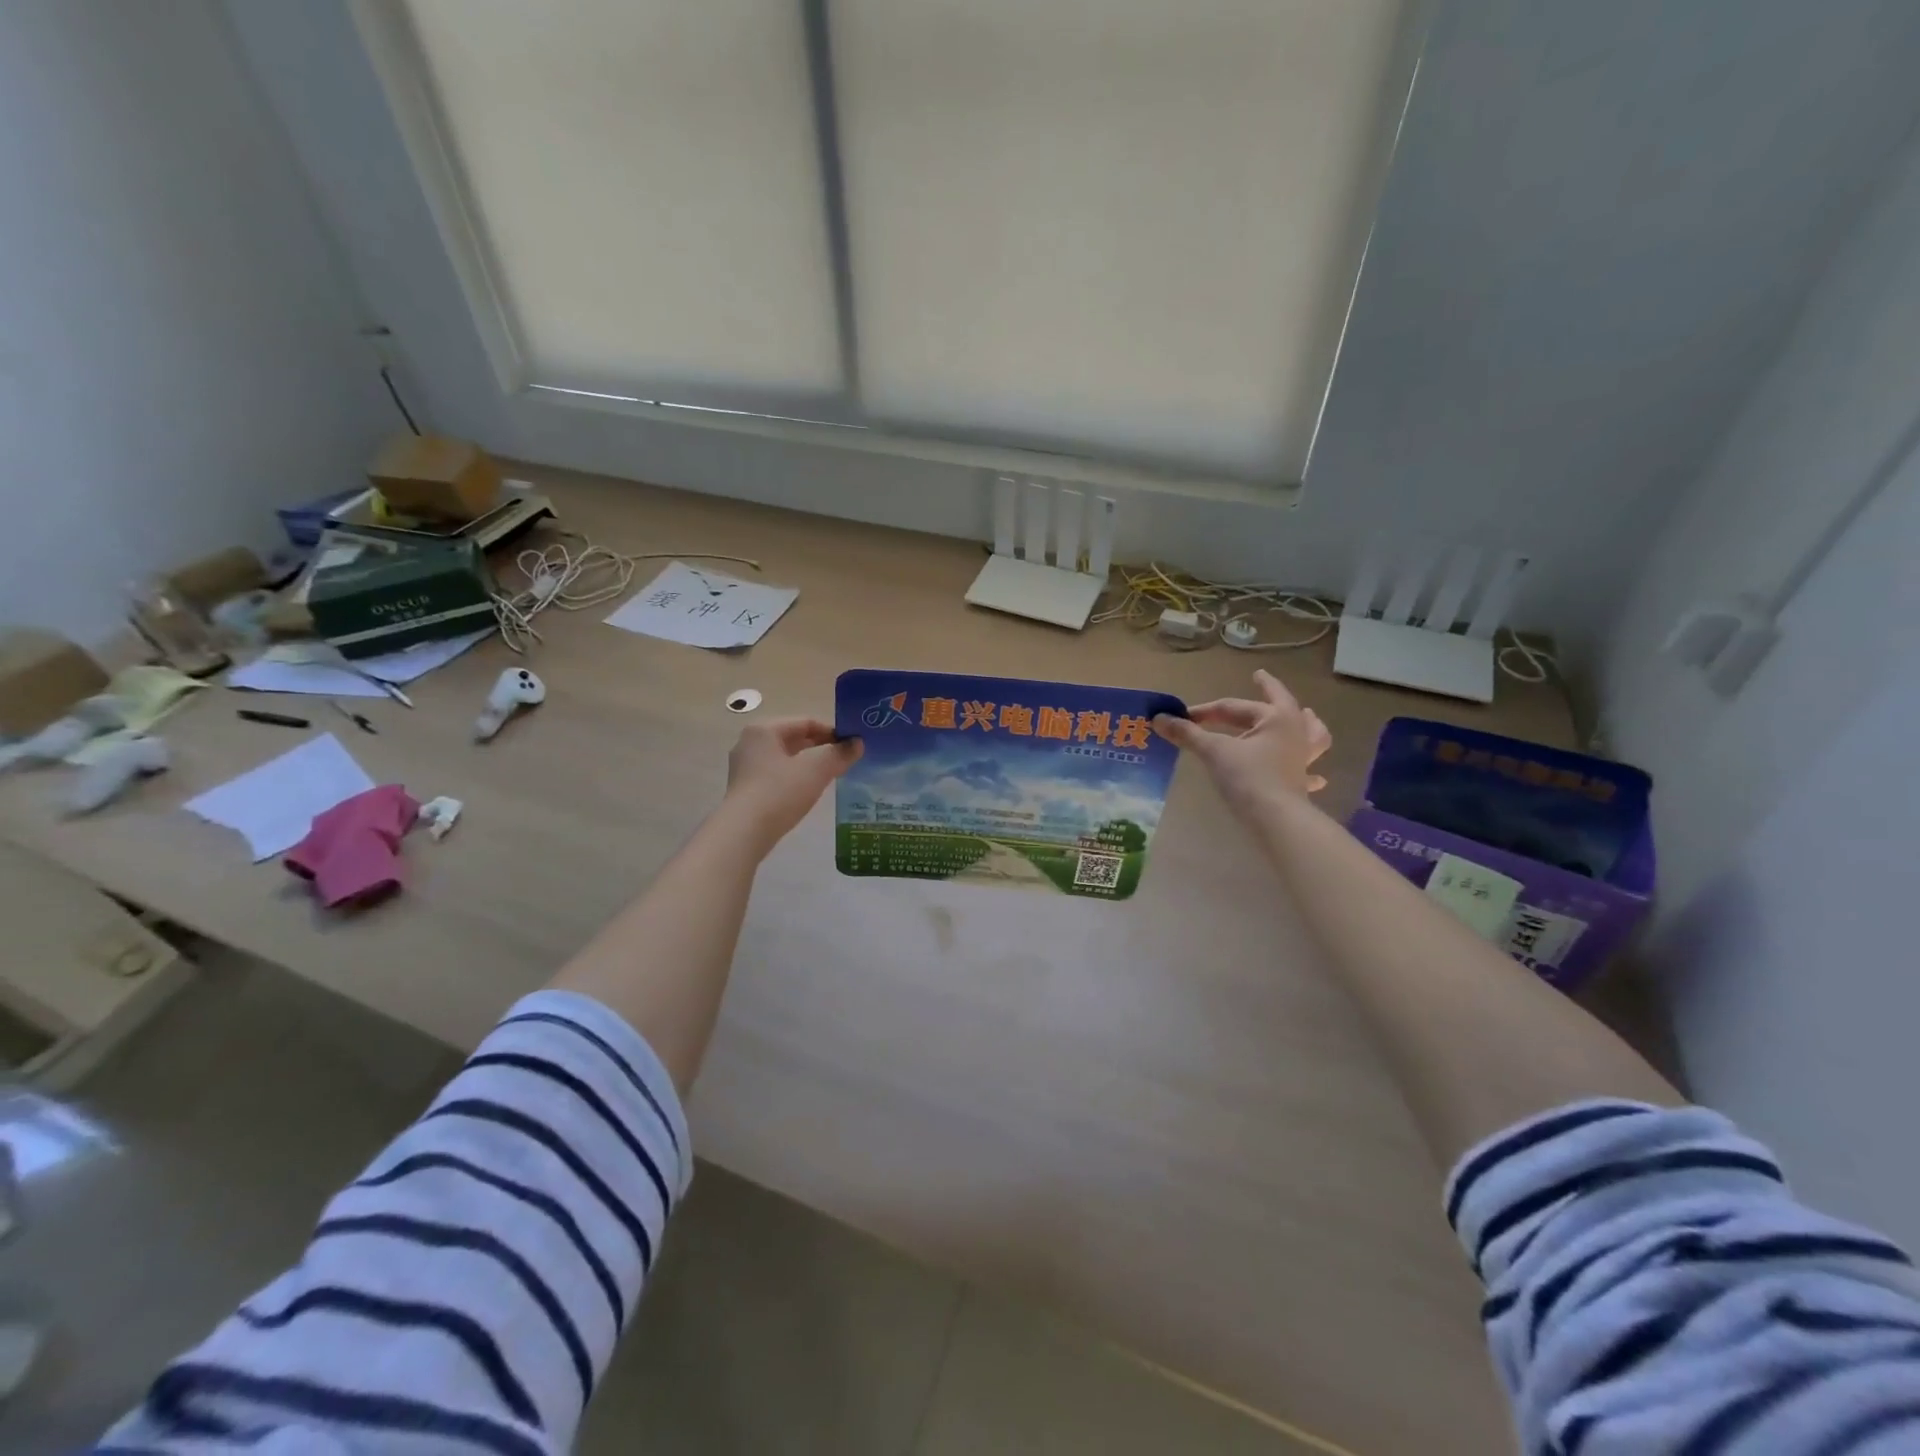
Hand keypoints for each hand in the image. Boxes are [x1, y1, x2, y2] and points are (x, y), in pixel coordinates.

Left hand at [722, 717, 861, 850]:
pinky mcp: (744, 788)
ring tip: (831, 774)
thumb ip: (839, 754)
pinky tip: (808, 791)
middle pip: (793, 738)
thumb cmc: (779, 792)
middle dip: (820, 746)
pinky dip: (794, 777)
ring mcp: (744, 766)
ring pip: (785, 757)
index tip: (852, 744)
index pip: (806, 722)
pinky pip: (776, 774)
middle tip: (845, 758)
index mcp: (764, 730)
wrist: (743, 833)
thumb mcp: (815, 771)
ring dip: (808, 763)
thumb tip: (858, 743)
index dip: (832, 731)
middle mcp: (750, 742)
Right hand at [1153, 669, 1331, 813]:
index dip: (1207, 710)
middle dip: (1269, 693)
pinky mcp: (1301, 782)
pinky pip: (1311, 772)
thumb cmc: (1247, 777)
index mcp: (1277, 718)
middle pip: (1278, 708)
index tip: (1184, 717)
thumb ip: (1187, 734)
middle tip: (1261, 680)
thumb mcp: (1214, 751)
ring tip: (1307, 715)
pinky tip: (1315, 775)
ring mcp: (1302, 758)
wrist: (1275, 819)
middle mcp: (1296, 732)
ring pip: (1312, 734)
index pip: (1235, 706)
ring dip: (1307, 723)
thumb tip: (1159, 719)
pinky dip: (1312, 771)